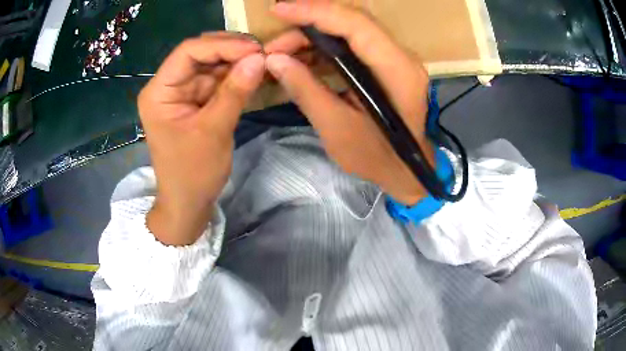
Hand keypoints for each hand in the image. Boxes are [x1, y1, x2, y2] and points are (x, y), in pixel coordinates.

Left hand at [138, 33, 264, 244]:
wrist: (188, 203)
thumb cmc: (192, 173)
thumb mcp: (214, 131)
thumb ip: (235, 92)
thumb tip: (259, 58)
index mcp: (159, 92)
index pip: (188, 52)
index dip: (222, 45)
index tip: (255, 48)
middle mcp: (168, 86)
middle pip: (199, 54)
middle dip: (231, 50)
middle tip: (263, 51)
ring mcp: (182, 93)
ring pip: (211, 65)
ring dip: (236, 61)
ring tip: (264, 60)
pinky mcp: (195, 101)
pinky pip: (216, 81)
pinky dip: (235, 76)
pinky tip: (254, 72)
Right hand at [265, 1, 433, 205]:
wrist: (407, 171)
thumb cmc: (378, 158)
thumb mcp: (337, 129)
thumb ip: (306, 90)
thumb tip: (274, 60)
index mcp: (396, 70)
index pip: (356, 24)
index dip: (315, 12)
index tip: (279, 9)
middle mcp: (400, 56)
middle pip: (351, 22)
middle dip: (307, 26)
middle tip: (273, 46)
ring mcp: (395, 59)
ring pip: (349, 32)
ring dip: (312, 38)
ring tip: (280, 54)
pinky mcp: (386, 65)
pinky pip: (352, 47)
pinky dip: (323, 49)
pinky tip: (300, 60)